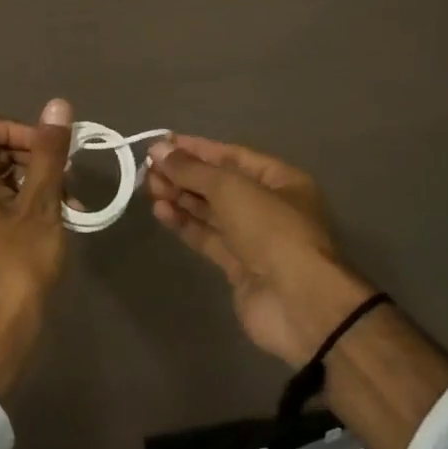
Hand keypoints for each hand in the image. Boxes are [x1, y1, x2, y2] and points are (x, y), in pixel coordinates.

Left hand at [0, 98, 73, 401]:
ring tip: (74, 200)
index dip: (14, 127)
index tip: (46, 148)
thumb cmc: (18, 264)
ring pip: (6, 173)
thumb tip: (58, 106)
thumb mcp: (40, 203)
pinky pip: (7, 198)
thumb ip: (49, 153)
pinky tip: (68, 216)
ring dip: (41, 179)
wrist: (0, 333)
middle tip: (69, 174)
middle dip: (35, 154)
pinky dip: (34, 200)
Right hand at [146, 134, 373, 367]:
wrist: (298, 304)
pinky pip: (208, 237)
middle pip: (219, 184)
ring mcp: (254, 239)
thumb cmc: (271, 230)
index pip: (232, 155)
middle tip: (148, 168)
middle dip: (185, 174)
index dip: (196, 149)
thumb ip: (192, 169)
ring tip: (149, 187)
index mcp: (280, 180)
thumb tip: (158, 150)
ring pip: (211, 211)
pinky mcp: (239, 267)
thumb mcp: (231, 188)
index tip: (161, 144)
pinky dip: (185, 223)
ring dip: (181, 197)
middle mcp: (269, 206)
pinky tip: (161, 212)